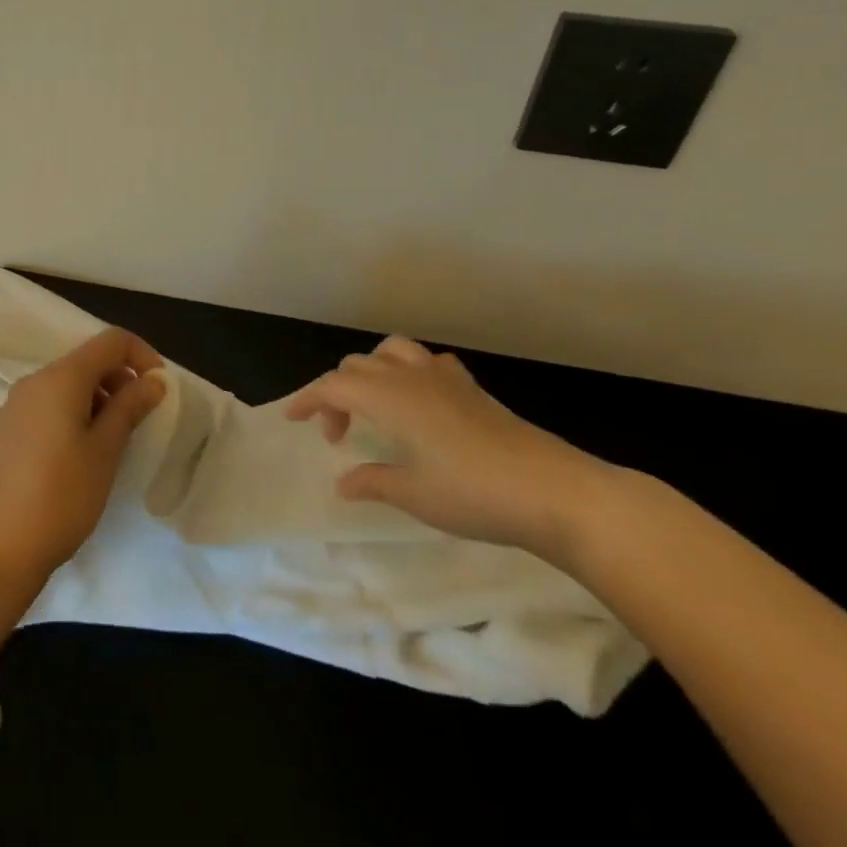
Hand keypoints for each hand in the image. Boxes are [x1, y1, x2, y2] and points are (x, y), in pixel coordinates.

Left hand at [0, 328, 167, 596]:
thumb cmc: (60, 497)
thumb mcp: (105, 451)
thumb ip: (130, 407)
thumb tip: (154, 379)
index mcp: (60, 377)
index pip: (111, 340)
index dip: (142, 355)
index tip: (160, 389)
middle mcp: (36, 380)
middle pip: (89, 359)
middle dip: (122, 379)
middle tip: (141, 420)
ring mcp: (19, 404)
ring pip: (71, 383)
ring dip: (102, 398)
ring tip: (116, 441)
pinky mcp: (11, 428)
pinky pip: (53, 403)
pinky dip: (78, 412)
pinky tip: (86, 452)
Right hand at [284, 336, 611, 558]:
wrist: (554, 490)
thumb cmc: (474, 494)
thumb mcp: (414, 495)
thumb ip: (372, 481)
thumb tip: (344, 482)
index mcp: (387, 397)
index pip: (332, 386)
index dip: (308, 400)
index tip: (293, 419)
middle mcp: (409, 376)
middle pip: (356, 366)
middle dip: (336, 394)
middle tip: (337, 435)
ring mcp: (443, 377)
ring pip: (391, 351)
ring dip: (370, 372)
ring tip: (372, 405)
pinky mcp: (470, 387)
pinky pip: (426, 362)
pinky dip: (408, 372)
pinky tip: (420, 401)